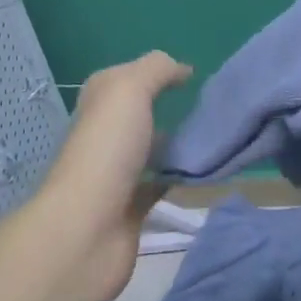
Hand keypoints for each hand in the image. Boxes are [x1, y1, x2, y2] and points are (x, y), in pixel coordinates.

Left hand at [27, 51, 191, 300]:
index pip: (124, 79)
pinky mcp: (131, 208)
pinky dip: (179, 178)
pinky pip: (160, 184)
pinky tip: (204, 171)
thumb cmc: (106, 151)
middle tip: (208, 108)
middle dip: (168, 109)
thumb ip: (157, 69)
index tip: (192, 78)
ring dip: (176, 145)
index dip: (155, 73)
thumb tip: (182, 69)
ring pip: (150, 150)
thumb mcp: (130, 90)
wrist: (86, 230)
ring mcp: (116, 174)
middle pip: (137, 115)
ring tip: (213, 137)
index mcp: (98, 105)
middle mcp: (103, 136)